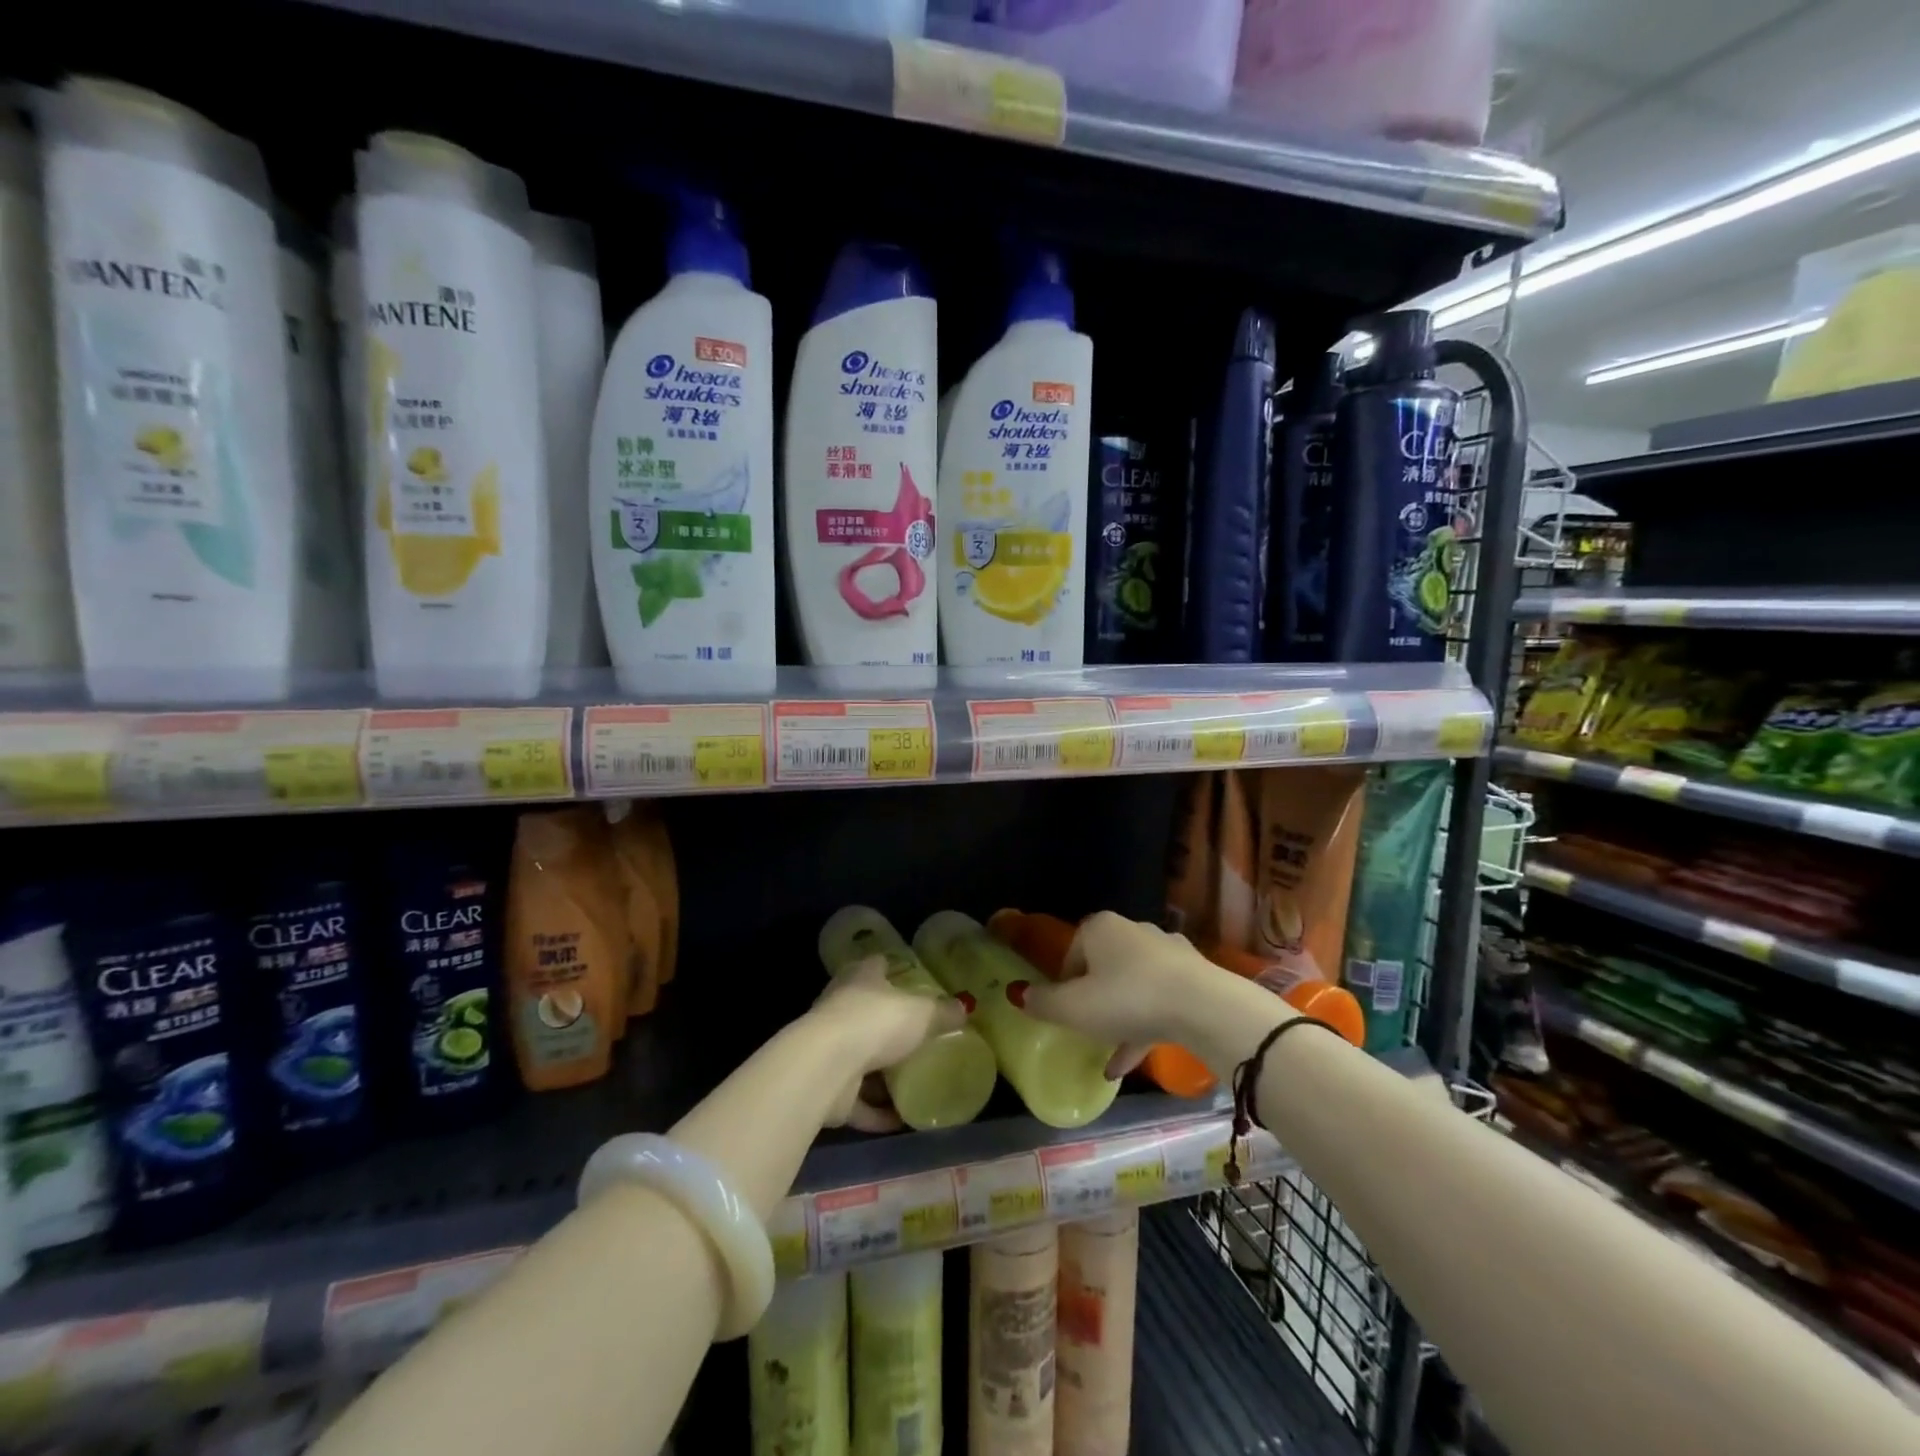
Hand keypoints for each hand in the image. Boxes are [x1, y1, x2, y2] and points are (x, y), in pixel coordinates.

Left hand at [811, 956, 966, 1131]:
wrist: (827, 1067)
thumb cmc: (876, 1022)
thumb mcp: (922, 1012)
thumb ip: (943, 1012)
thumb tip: (964, 1008)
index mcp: (861, 979)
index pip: (876, 965)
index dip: (892, 970)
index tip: (909, 978)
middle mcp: (841, 1009)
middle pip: (866, 1013)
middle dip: (888, 1027)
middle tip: (918, 1037)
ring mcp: (831, 1049)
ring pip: (861, 1060)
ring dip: (882, 1076)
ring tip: (913, 1084)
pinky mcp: (829, 1088)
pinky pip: (858, 1101)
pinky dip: (878, 1111)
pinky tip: (902, 1119)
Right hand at [1021, 912, 1229, 1077]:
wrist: (1203, 1007)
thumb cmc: (1128, 999)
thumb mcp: (1074, 1008)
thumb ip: (1043, 1002)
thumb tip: (1018, 994)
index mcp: (1100, 928)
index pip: (1072, 951)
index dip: (1063, 984)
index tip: (1064, 1012)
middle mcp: (1133, 931)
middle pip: (1103, 966)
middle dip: (1093, 998)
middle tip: (1085, 1029)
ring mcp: (1167, 953)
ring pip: (1132, 986)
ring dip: (1119, 1018)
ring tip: (1107, 1055)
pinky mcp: (1192, 977)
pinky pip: (1159, 1001)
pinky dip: (1143, 1027)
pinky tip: (1130, 1062)